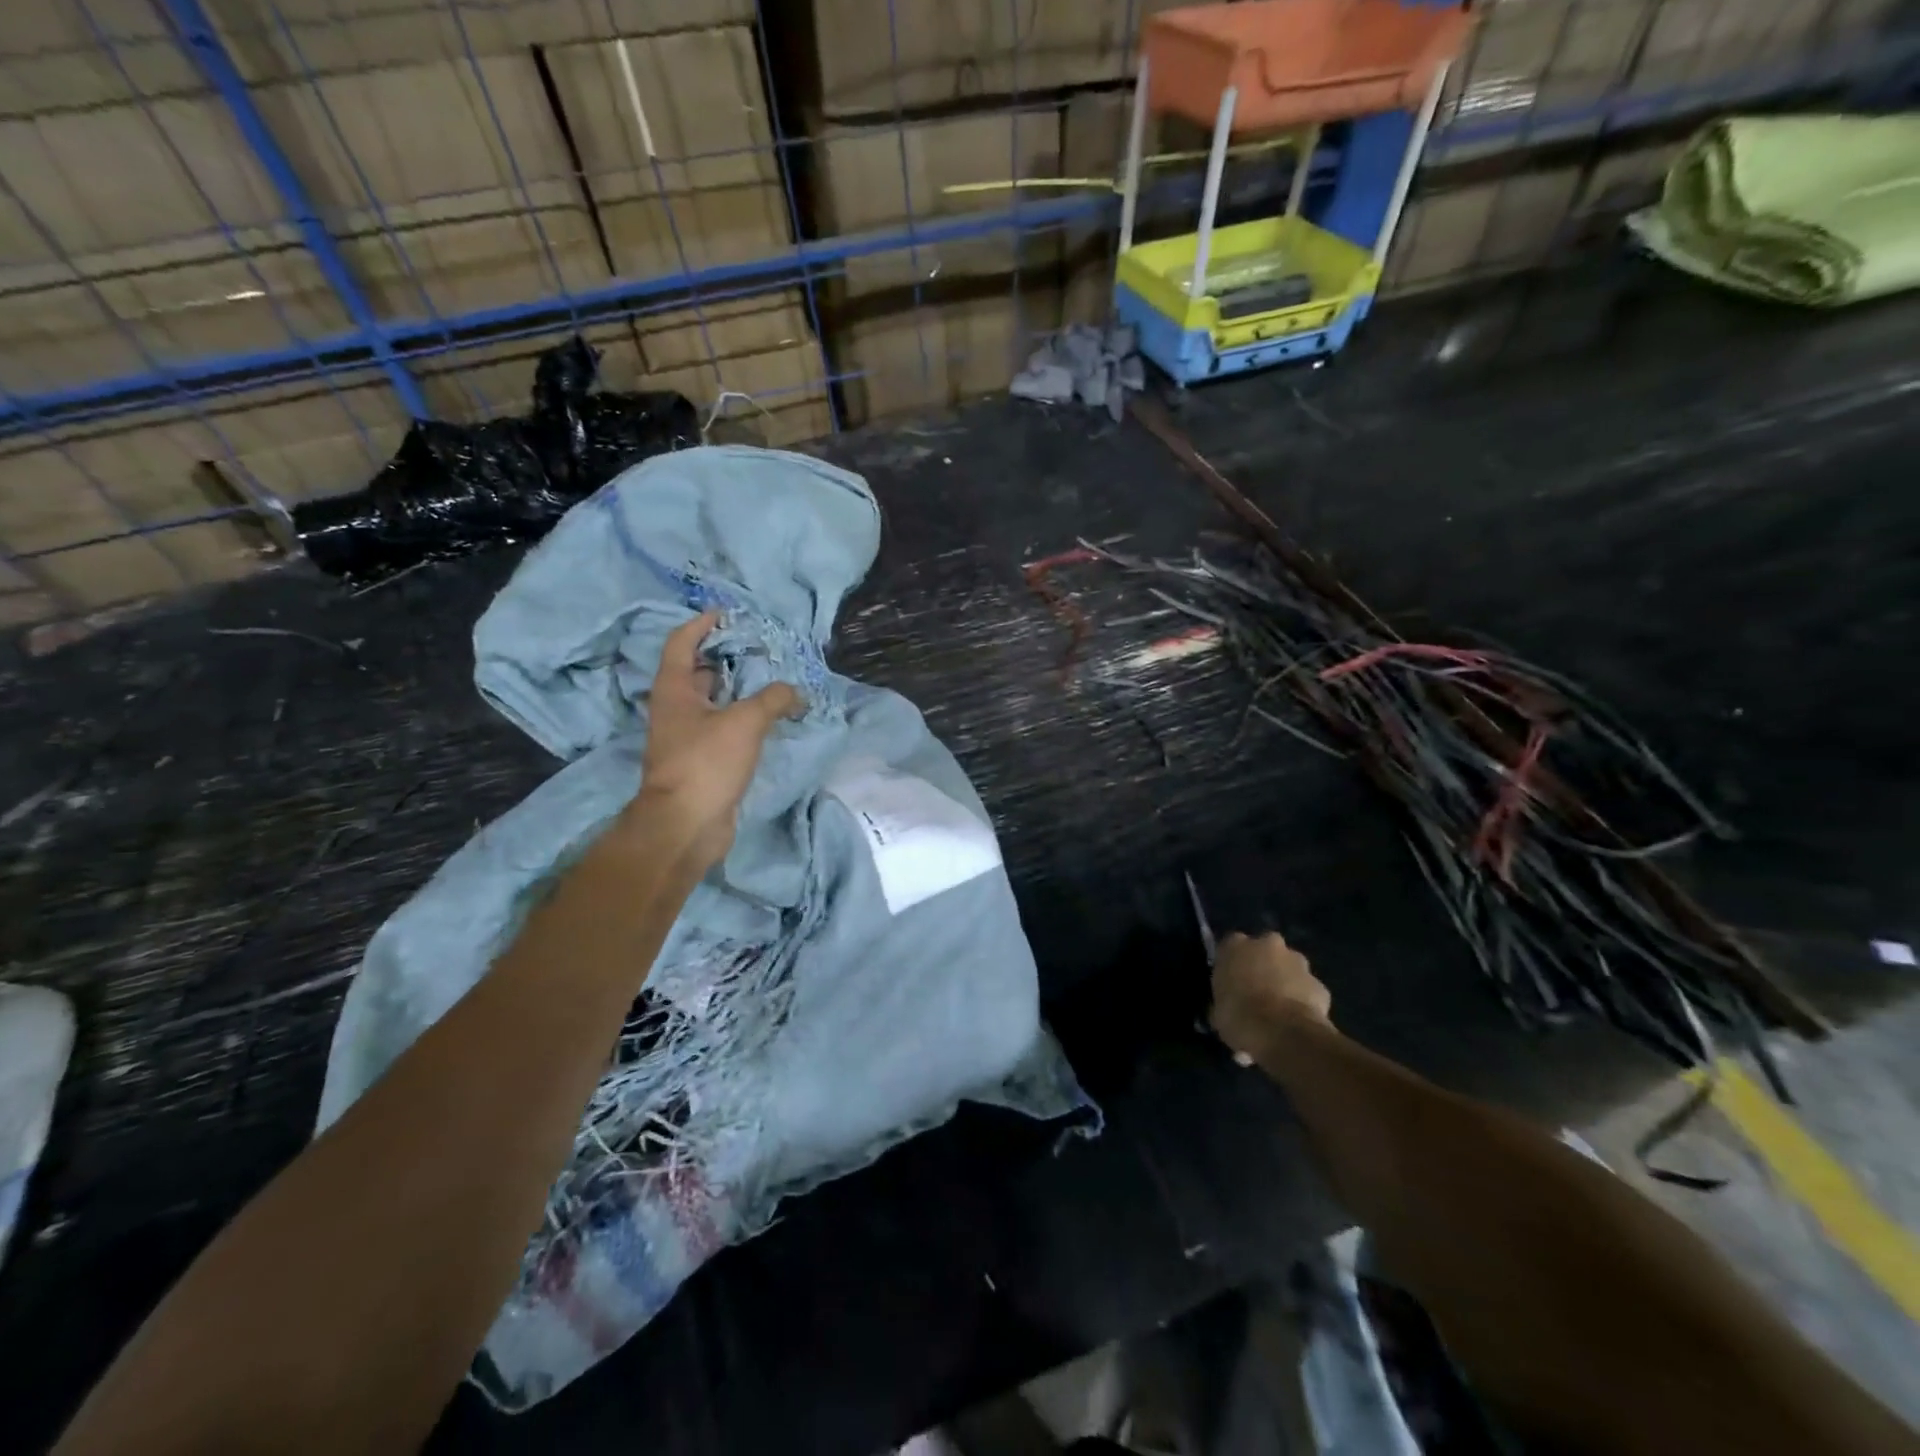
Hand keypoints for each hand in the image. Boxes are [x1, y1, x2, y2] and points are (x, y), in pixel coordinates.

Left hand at [625, 611, 801, 870]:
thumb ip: (773, 699)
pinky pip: (722, 728)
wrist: (686, 824)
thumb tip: (796, 692)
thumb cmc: (707, 763)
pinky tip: (766, 719)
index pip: (681, 643)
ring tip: (769, 680)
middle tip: (757, 648)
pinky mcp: (701, 761)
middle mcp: (675, 709)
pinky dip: (741, 718)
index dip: (701, 625)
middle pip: (696, 672)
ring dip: (735, 690)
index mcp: (674, 690)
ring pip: (711, 702)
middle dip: (723, 657)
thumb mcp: (745, 722)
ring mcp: (686, 737)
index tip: (726, 615)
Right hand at [1210, 931, 1331, 1062]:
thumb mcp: (1217, 1012)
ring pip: (1289, 967)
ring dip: (1285, 981)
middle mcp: (1266, 944)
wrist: (1283, 1033)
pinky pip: (1307, 989)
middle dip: (1262, 966)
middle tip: (1256, 992)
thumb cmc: (1239, 1017)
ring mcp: (1297, 961)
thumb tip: (1222, 1011)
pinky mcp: (1319, 983)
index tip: (1230, 983)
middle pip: (1263, 949)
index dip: (1231, 965)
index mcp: (1234, 946)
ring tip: (1279, 1010)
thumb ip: (1222, 1002)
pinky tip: (1297, 1021)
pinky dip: (1304, 1000)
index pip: (1229, 947)